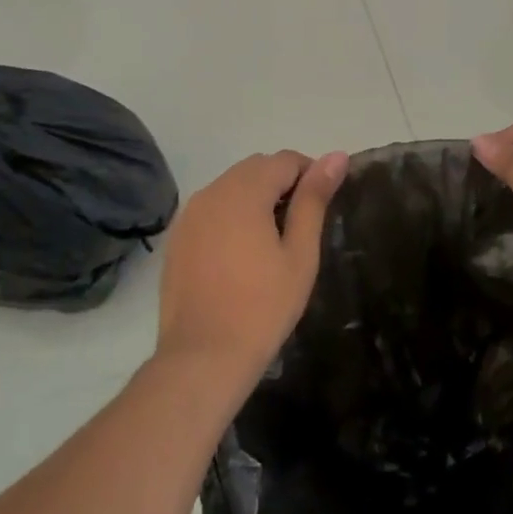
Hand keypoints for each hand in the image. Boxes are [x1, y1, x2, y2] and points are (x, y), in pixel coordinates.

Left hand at [156, 149, 348, 388]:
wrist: (203, 358)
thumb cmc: (263, 306)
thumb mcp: (300, 253)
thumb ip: (314, 199)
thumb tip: (336, 156)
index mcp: (244, 191)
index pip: (284, 160)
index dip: (310, 174)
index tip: (321, 206)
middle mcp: (212, 192)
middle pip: (256, 167)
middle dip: (282, 183)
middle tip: (300, 225)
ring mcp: (189, 214)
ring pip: (231, 186)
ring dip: (256, 197)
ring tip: (272, 240)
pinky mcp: (177, 237)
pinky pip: (211, 208)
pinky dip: (231, 215)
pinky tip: (241, 253)